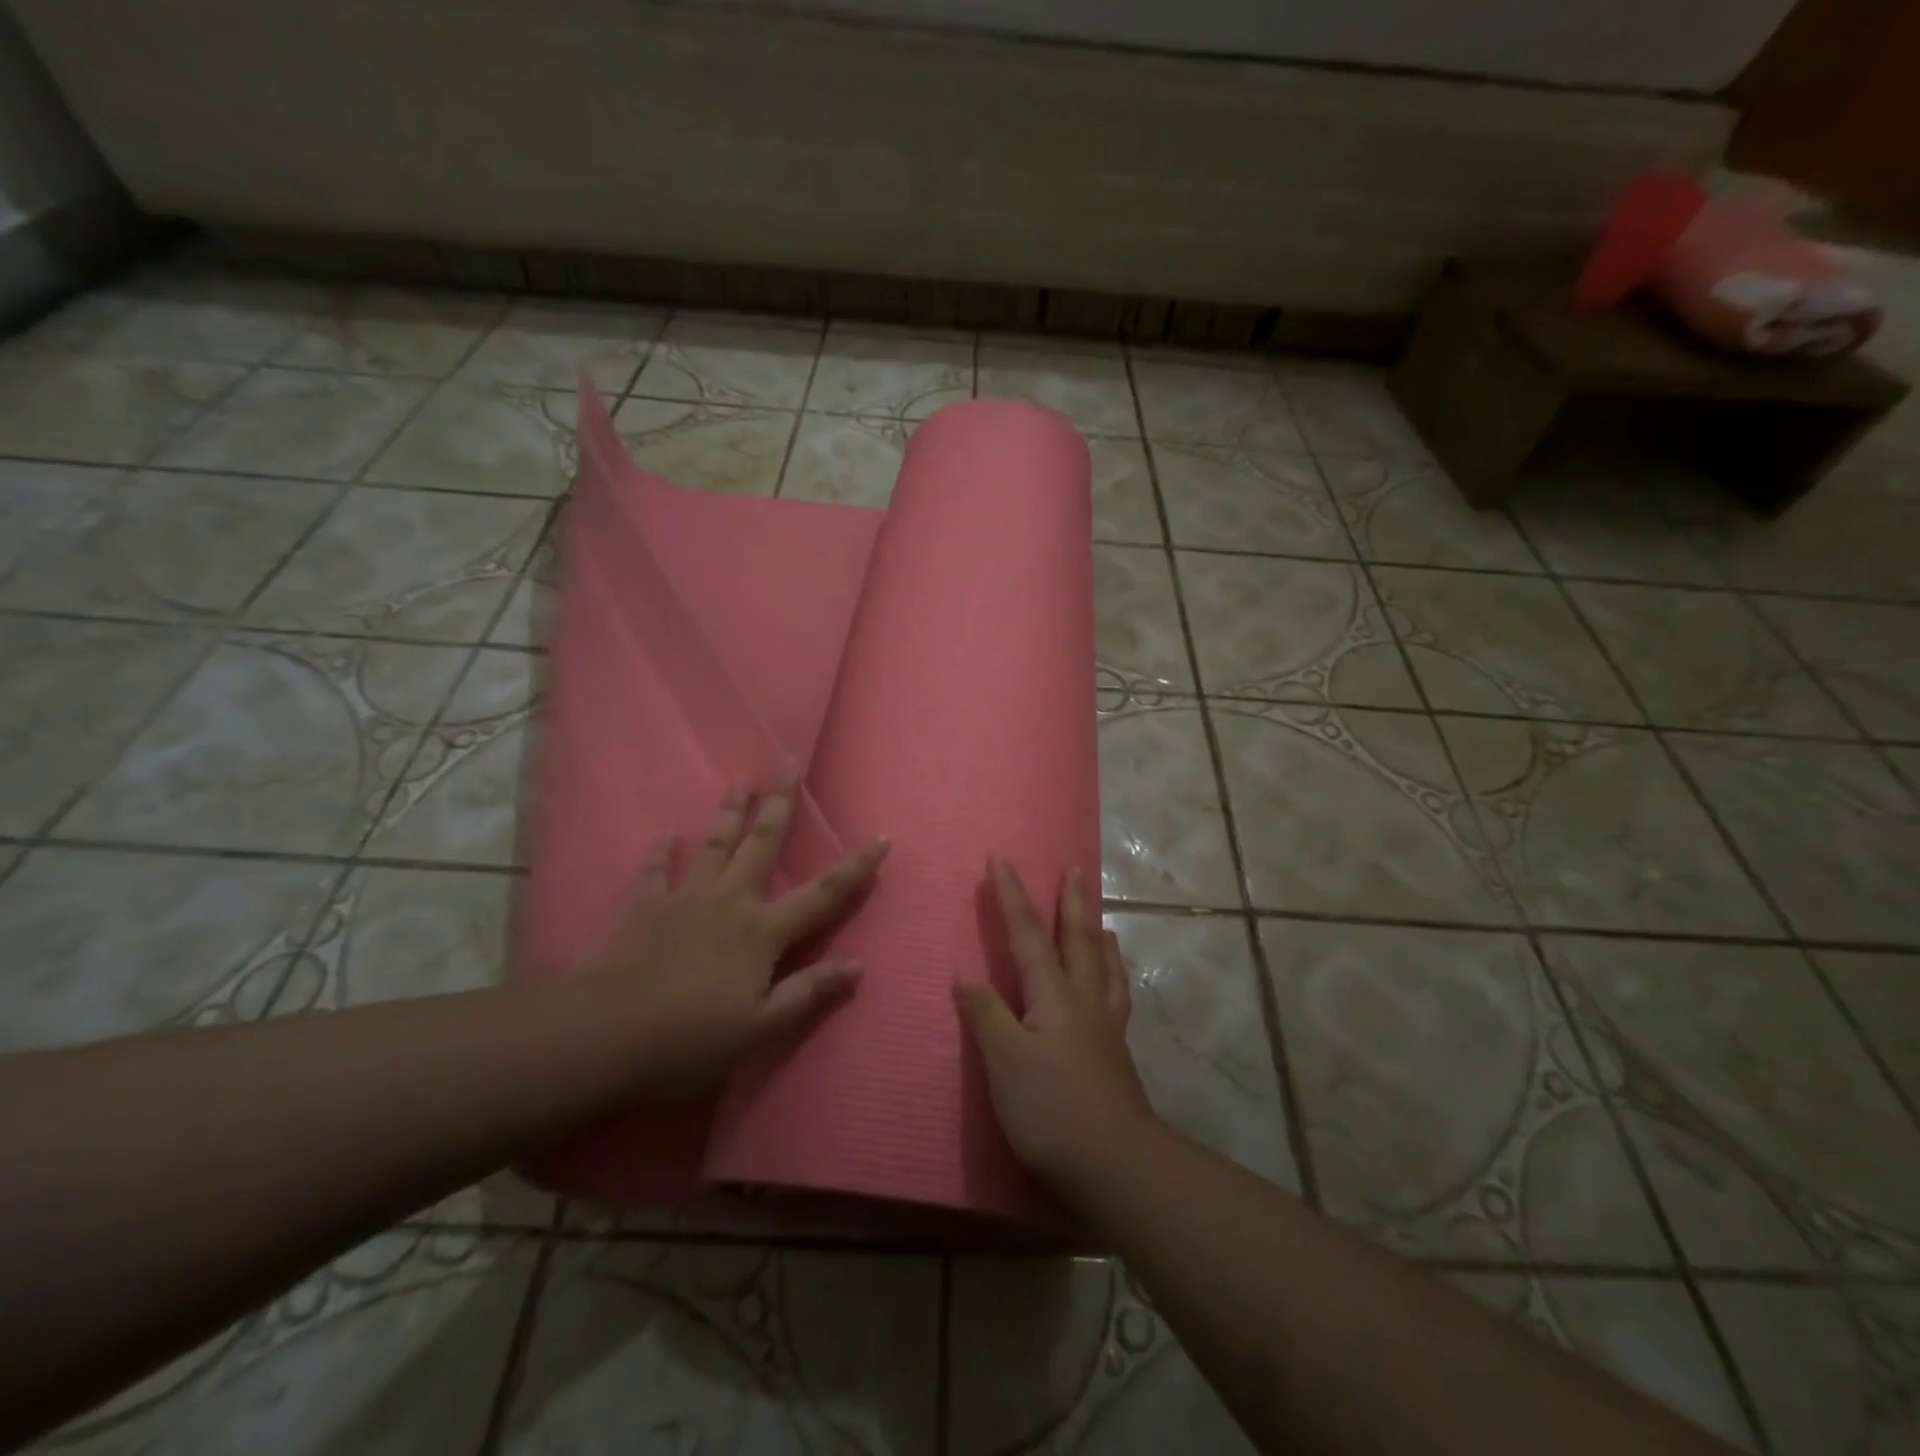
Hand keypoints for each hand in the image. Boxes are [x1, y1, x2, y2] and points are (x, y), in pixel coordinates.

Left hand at [583, 775, 888, 1098]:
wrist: (605, 1036)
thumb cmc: (691, 1038)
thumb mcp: (762, 1028)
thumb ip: (809, 992)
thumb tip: (859, 966)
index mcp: (763, 931)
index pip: (823, 894)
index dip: (856, 867)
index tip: (881, 838)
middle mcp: (730, 901)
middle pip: (762, 844)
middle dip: (780, 803)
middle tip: (788, 763)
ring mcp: (685, 899)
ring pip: (714, 844)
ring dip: (730, 811)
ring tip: (740, 779)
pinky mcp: (644, 908)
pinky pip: (654, 872)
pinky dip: (661, 853)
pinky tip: (664, 836)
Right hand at [955, 858, 1157, 1191]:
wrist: (1115, 1163)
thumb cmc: (1051, 1109)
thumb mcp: (1005, 1061)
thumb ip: (986, 1014)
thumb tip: (966, 976)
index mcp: (1053, 994)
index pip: (1028, 934)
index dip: (1012, 896)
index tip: (1001, 859)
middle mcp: (1084, 999)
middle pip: (1078, 939)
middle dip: (1072, 901)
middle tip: (1075, 868)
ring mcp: (1106, 1026)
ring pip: (1105, 965)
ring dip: (1099, 934)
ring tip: (1101, 918)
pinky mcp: (1117, 1053)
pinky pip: (1118, 996)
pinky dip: (1115, 976)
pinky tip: (1112, 985)